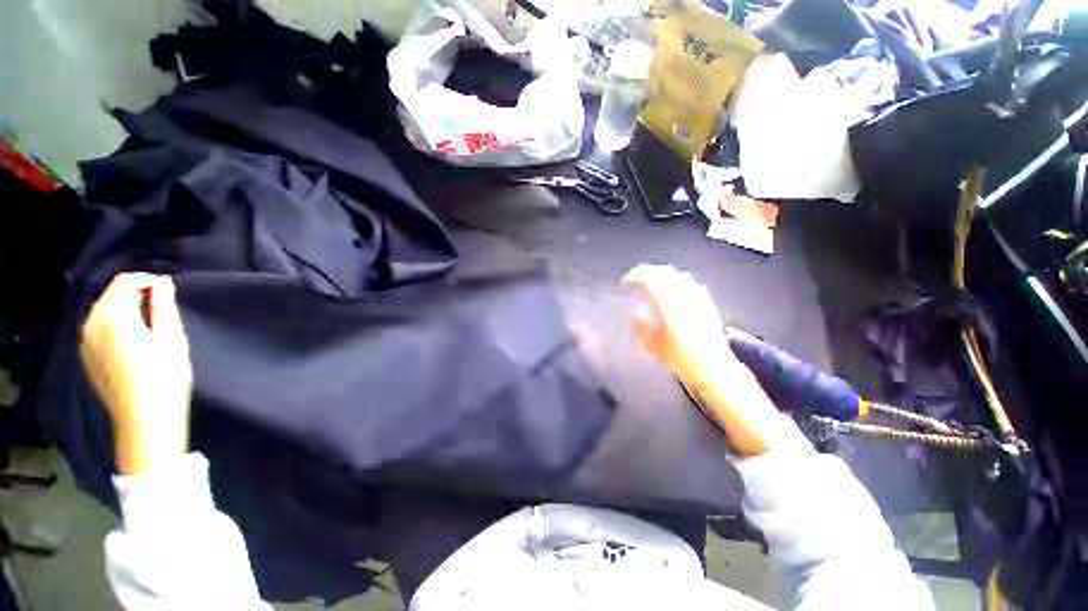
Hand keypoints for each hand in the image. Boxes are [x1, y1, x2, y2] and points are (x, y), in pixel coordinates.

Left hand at [80, 273, 192, 474]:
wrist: (145, 418)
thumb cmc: (165, 376)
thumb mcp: (172, 337)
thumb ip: (164, 306)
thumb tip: (162, 282)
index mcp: (114, 317)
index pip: (124, 282)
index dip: (146, 281)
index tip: (166, 290)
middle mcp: (92, 324)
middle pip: (110, 295)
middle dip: (134, 293)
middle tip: (160, 304)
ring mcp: (86, 341)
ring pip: (102, 310)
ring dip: (123, 308)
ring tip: (147, 320)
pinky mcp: (87, 355)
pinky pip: (97, 327)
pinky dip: (113, 323)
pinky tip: (131, 337)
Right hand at [625, 264, 778, 456]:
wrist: (712, 366)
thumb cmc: (679, 358)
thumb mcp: (652, 345)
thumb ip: (641, 327)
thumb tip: (635, 313)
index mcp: (666, 303)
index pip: (648, 281)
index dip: (635, 277)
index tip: (625, 281)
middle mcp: (682, 295)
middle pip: (664, 272)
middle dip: (647, 270)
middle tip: (636, 274)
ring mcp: (697, 297)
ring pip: (678, 275)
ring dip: (663, 273)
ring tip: (653, 279)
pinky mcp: (706, 302)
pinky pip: (691, 283)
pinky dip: (678, 280)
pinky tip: (675, 287)